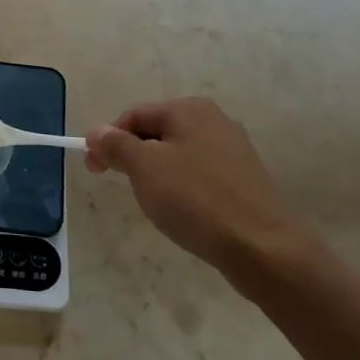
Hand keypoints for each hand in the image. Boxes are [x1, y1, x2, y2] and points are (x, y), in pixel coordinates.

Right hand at [87, 97, 314, 282]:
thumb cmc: (196, 200)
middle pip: (156, 132)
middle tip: (123, 187)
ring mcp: (234, 150)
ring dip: (157, 174)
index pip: (133, 115)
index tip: (94, 169)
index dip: (108, 140)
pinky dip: (183, 188)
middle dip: (133, 157)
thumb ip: (116, 144)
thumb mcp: (144, 168)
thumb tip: (97, 131)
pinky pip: (200, 175)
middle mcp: (214, 120)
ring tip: (155, 203)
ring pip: (178, 155)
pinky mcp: (245, 180)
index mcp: (188, 109)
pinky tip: (185, 212)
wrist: (264, 249)